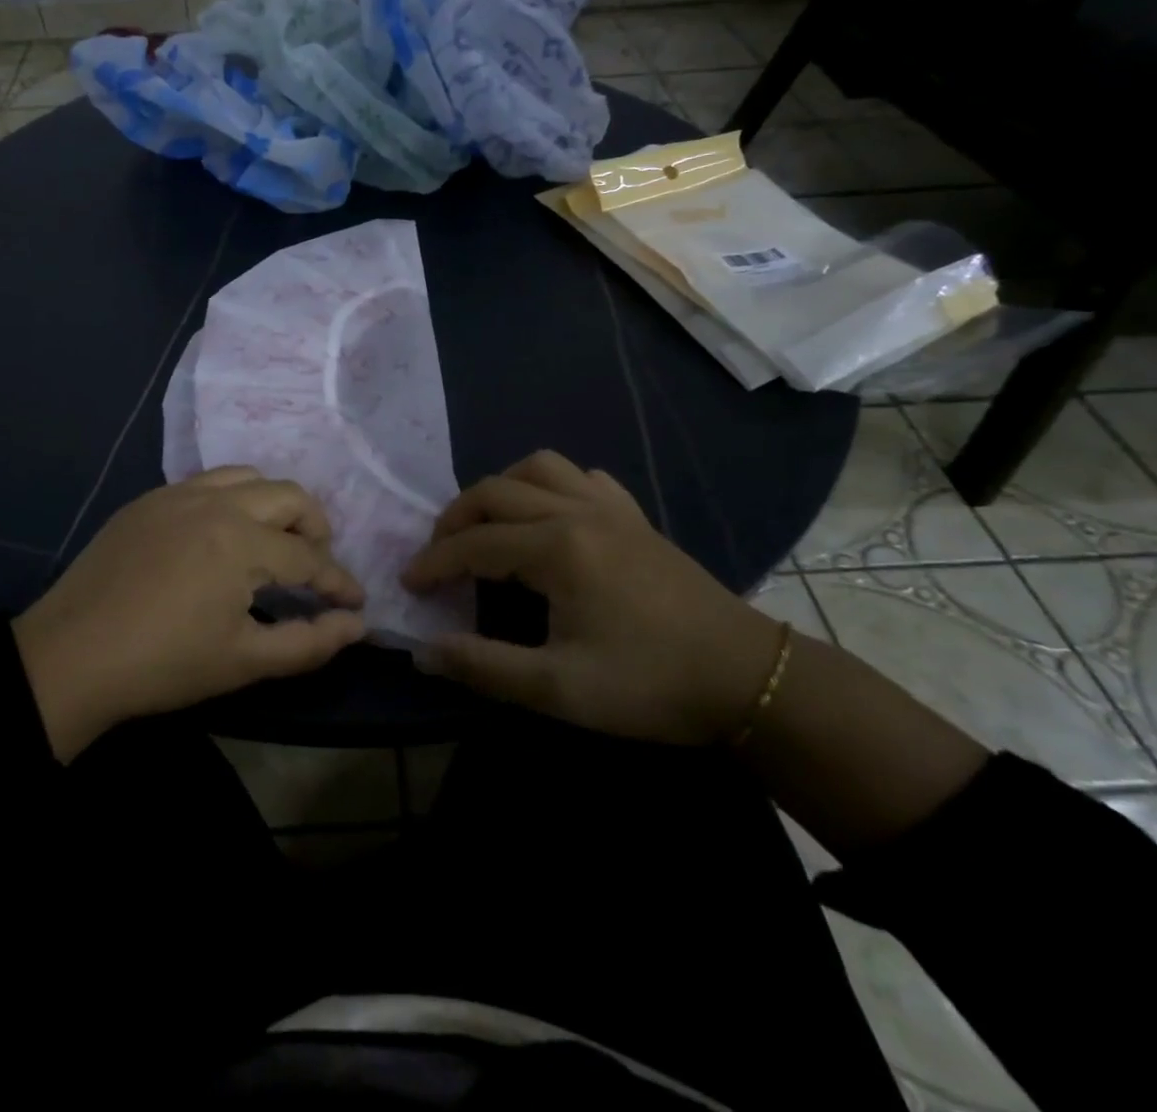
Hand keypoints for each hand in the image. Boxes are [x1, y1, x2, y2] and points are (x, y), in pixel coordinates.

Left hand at [12, 467, 365, 760]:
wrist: (69, 657)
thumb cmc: (164, 664)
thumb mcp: (244, 662)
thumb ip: (309, 643)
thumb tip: (357, 624)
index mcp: (241, 541)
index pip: (309, 557)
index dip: (338, 582)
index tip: (356, 602)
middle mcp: (216, 502)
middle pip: (289, 496)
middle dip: (316, 528)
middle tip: (318, 565)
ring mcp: (178, 494)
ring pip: (248, 477)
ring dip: (275, 504)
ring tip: (275, 541)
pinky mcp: (149, 500)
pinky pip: (207, 482)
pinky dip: (233, 499)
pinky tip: (223, 534)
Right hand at [402, 450, 781, 745]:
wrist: (746, 679)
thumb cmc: (649, 685)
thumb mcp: (558, 688)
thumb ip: (483, 667)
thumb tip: (422, 652)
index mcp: (557, 549)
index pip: (474, 543)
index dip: (434, 562)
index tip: (410, 584)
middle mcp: (577, 512)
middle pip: (495, 492)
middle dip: (455, 520)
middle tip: (439, 556)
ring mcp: (611, 507)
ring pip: (538, 467)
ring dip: (501, 489)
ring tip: (488, 526)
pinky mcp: (635, 516)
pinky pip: (581, 477)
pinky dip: (550, 486)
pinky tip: (550, 517)